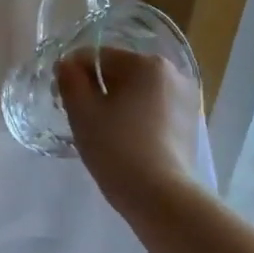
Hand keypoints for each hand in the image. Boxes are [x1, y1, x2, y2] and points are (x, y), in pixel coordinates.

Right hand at [57, 48, 200, 211]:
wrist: (160, 196)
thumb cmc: (116, 147)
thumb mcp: (82, 111)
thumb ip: (69, 79)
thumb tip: (67, 64)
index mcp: (147, 63)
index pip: (99, 56)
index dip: (75, 74)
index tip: (63, 99)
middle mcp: (173, 73)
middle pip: (121, 72)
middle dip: (98, 89)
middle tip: (83, 119)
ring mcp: (186, 98)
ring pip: (138, 92)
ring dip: (118, 104)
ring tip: (105, 133)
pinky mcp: (190, 123)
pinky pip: (154, 110)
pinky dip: (137, 118)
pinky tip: (127, 141)